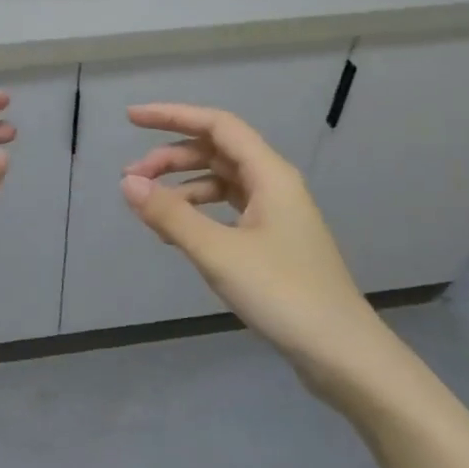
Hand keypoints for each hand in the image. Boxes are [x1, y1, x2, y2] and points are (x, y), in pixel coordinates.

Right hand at [120, 103, 391, 388]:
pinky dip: (198, 212)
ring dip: (182, 187)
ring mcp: (276, 214)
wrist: (340, 352)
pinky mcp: (273, 241)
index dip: (172, 116)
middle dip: (171, 157)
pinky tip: (175, 233)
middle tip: (130, 178)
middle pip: (216, 151)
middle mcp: (274, 185)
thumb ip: (171, 214)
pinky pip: (227, 210)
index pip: (216, 125)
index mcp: (269, 174)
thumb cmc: (282, 293)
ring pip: (220, 182)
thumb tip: (128, 183)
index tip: (131, 119)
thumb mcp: (218, 252)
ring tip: (147, 208)